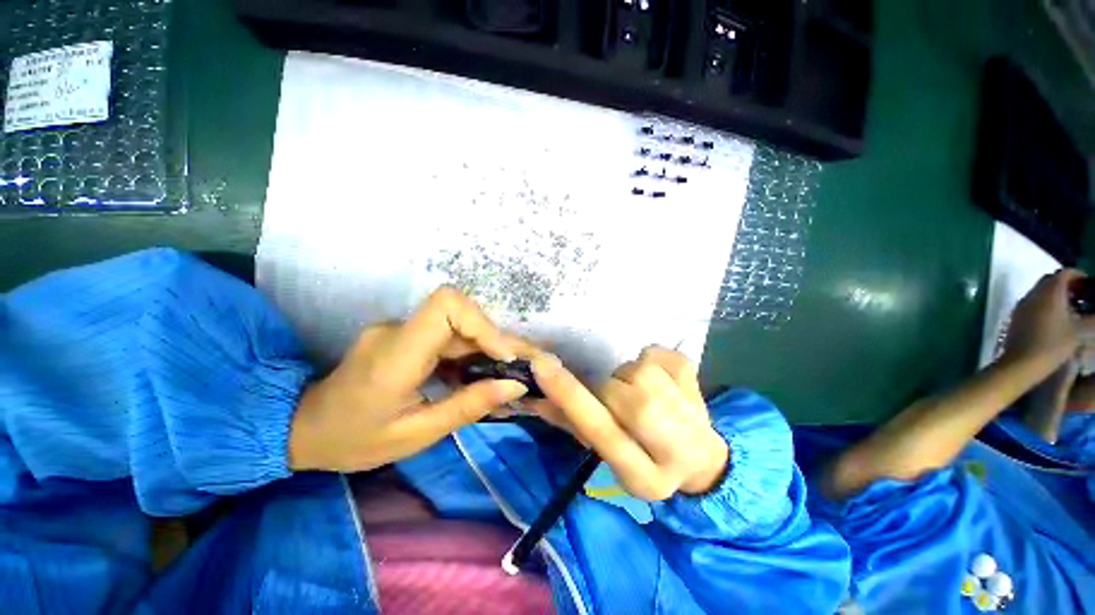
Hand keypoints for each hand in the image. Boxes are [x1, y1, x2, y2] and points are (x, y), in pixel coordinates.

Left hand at [289, 288, 532, 472]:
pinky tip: (483, 374)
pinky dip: (472, 352)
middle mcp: (399, 330)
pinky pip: (449, 335)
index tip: (502, 356)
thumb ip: (468, 406)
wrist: (303, 428)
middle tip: (523, 367)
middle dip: (497, 340)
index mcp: (396, 354)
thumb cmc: (353, 440)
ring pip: (459, 325)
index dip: (482, 323)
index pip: (447, 305)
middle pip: (461, 315)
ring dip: (488, 346)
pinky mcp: (407, 335)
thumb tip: (515, 385)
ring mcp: (402, 329)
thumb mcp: (415, 434)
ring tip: (510, 373)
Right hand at [530, 346, 728, 499]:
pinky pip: (658, 353)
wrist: (701, 460)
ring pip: (636, 369)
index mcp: (642, 476)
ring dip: (628, 375)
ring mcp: (692, 413)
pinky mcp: (699, 383)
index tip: (542, 365)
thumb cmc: (645, 459)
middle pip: (616, 391)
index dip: (568, 395)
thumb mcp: (607, 454)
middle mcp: (672, 447)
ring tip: (641, 391)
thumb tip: (536, 397)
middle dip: (607, 389)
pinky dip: (651, 359)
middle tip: (618, 399)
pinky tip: (663, 380)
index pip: (599, 430)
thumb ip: (571, 425)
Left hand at [1004, 269, 1094, 366]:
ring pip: (1040, 290)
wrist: (1022, 361)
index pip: (1064, 273)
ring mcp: (1022, 304)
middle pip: (1050, 279)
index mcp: (1050, 292)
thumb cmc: (1053, 345)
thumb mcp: (1079, 331)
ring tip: (1070, 305)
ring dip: (1055, 292)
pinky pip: (1032, 300)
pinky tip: (1054, 315)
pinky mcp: (1015, 315)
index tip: (1089, 283)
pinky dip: (1044, 301)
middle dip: (1066, 283)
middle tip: (1081, 294)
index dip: (1078, 275)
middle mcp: (1033, 293)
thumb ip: (1092, 318)